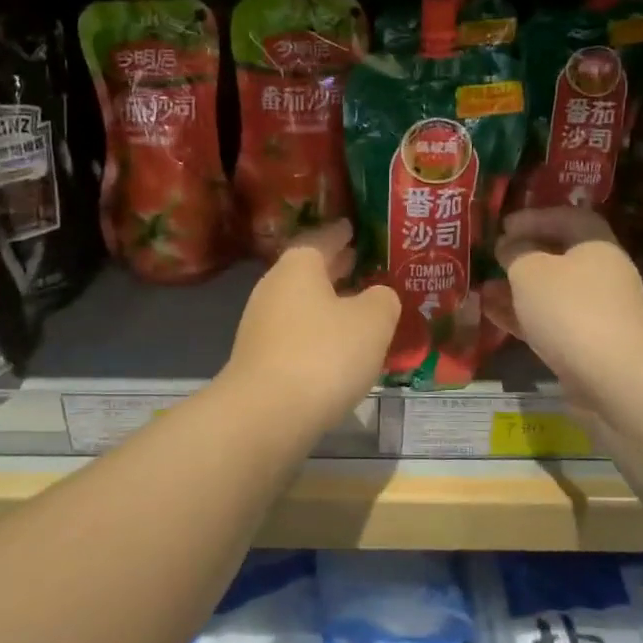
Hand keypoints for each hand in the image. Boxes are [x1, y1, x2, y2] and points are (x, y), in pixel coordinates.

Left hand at [223, 220, 400, 432]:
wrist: (267, 414)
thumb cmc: (324, 354)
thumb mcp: (373, 321)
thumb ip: (382, 299)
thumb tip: (378, 296)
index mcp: (298, 266)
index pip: (322, 238)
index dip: (341, 233)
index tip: (354, 228)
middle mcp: (273, 288)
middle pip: (308, 271)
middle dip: (336, 267)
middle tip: (363, 262)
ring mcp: (261, 325)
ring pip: (302, 304)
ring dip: (328, 303)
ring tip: (358, 306)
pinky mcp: (260, 360)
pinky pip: (296, 334)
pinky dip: (317, 333)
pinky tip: (338, 347)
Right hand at [493, 208, 642, 387]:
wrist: (613, 378)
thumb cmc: (570, 309)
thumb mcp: (531, 271)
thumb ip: (515, 253)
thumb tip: (508, 246)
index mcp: (596, 245)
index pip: (567, 218)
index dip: (534, 217)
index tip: (503, 225)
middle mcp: (601, 275)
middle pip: (559, 256)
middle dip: (523, 256)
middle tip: (492, 257)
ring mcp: (595, 312)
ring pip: (550, 292)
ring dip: (517, 288)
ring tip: (483, 288)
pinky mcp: (586, 345)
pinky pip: (549, 321)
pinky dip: (522, 316)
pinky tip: (492, 314)